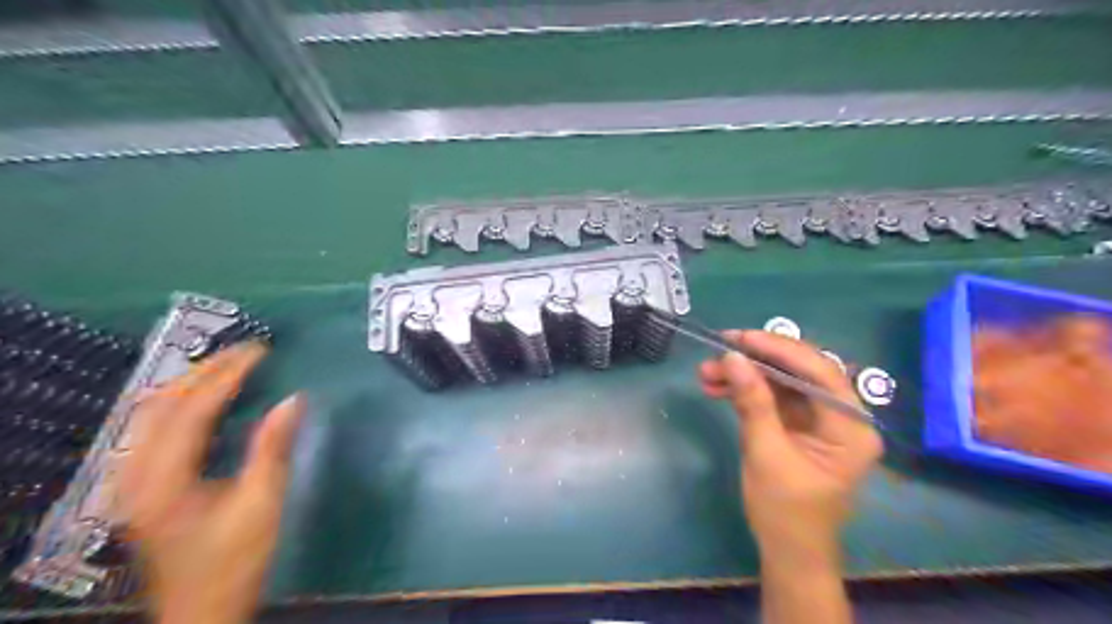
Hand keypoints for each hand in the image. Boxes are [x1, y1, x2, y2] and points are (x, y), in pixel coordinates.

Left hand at [122, 344, 304, 622]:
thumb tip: (294, 398)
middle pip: (162, 405)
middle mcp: (136, 475)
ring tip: (229, 365)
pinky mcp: (142, 486)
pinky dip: (181, 403)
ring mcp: (132, 481)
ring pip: (150, 414)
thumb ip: (273, 448)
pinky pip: (154, 429)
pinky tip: (204, 398)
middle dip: (206, 370)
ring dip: (190, 383)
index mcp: (163, 480)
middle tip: (247, 351)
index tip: (260, 351)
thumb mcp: (261, 504)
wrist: (200, 611)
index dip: (227, 375)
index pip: (192, 410)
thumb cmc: (234, 561)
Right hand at [697, 333, 882, 561]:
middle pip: (800, 371)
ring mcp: (818, 418)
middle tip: (718, 350)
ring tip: (706, 373)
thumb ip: (753, 403)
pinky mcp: (798, 423)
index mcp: (850, 427)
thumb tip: (732, 357)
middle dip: (756, 360)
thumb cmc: (785, 511)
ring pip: (782, 380)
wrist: (787, 550)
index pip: (819, 372)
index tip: (740, 338)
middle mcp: (841, 416)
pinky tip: (716, 387)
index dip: (779, 349)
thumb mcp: (766, 454)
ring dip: (744, 374)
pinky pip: (772, 396)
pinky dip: (744, 390)